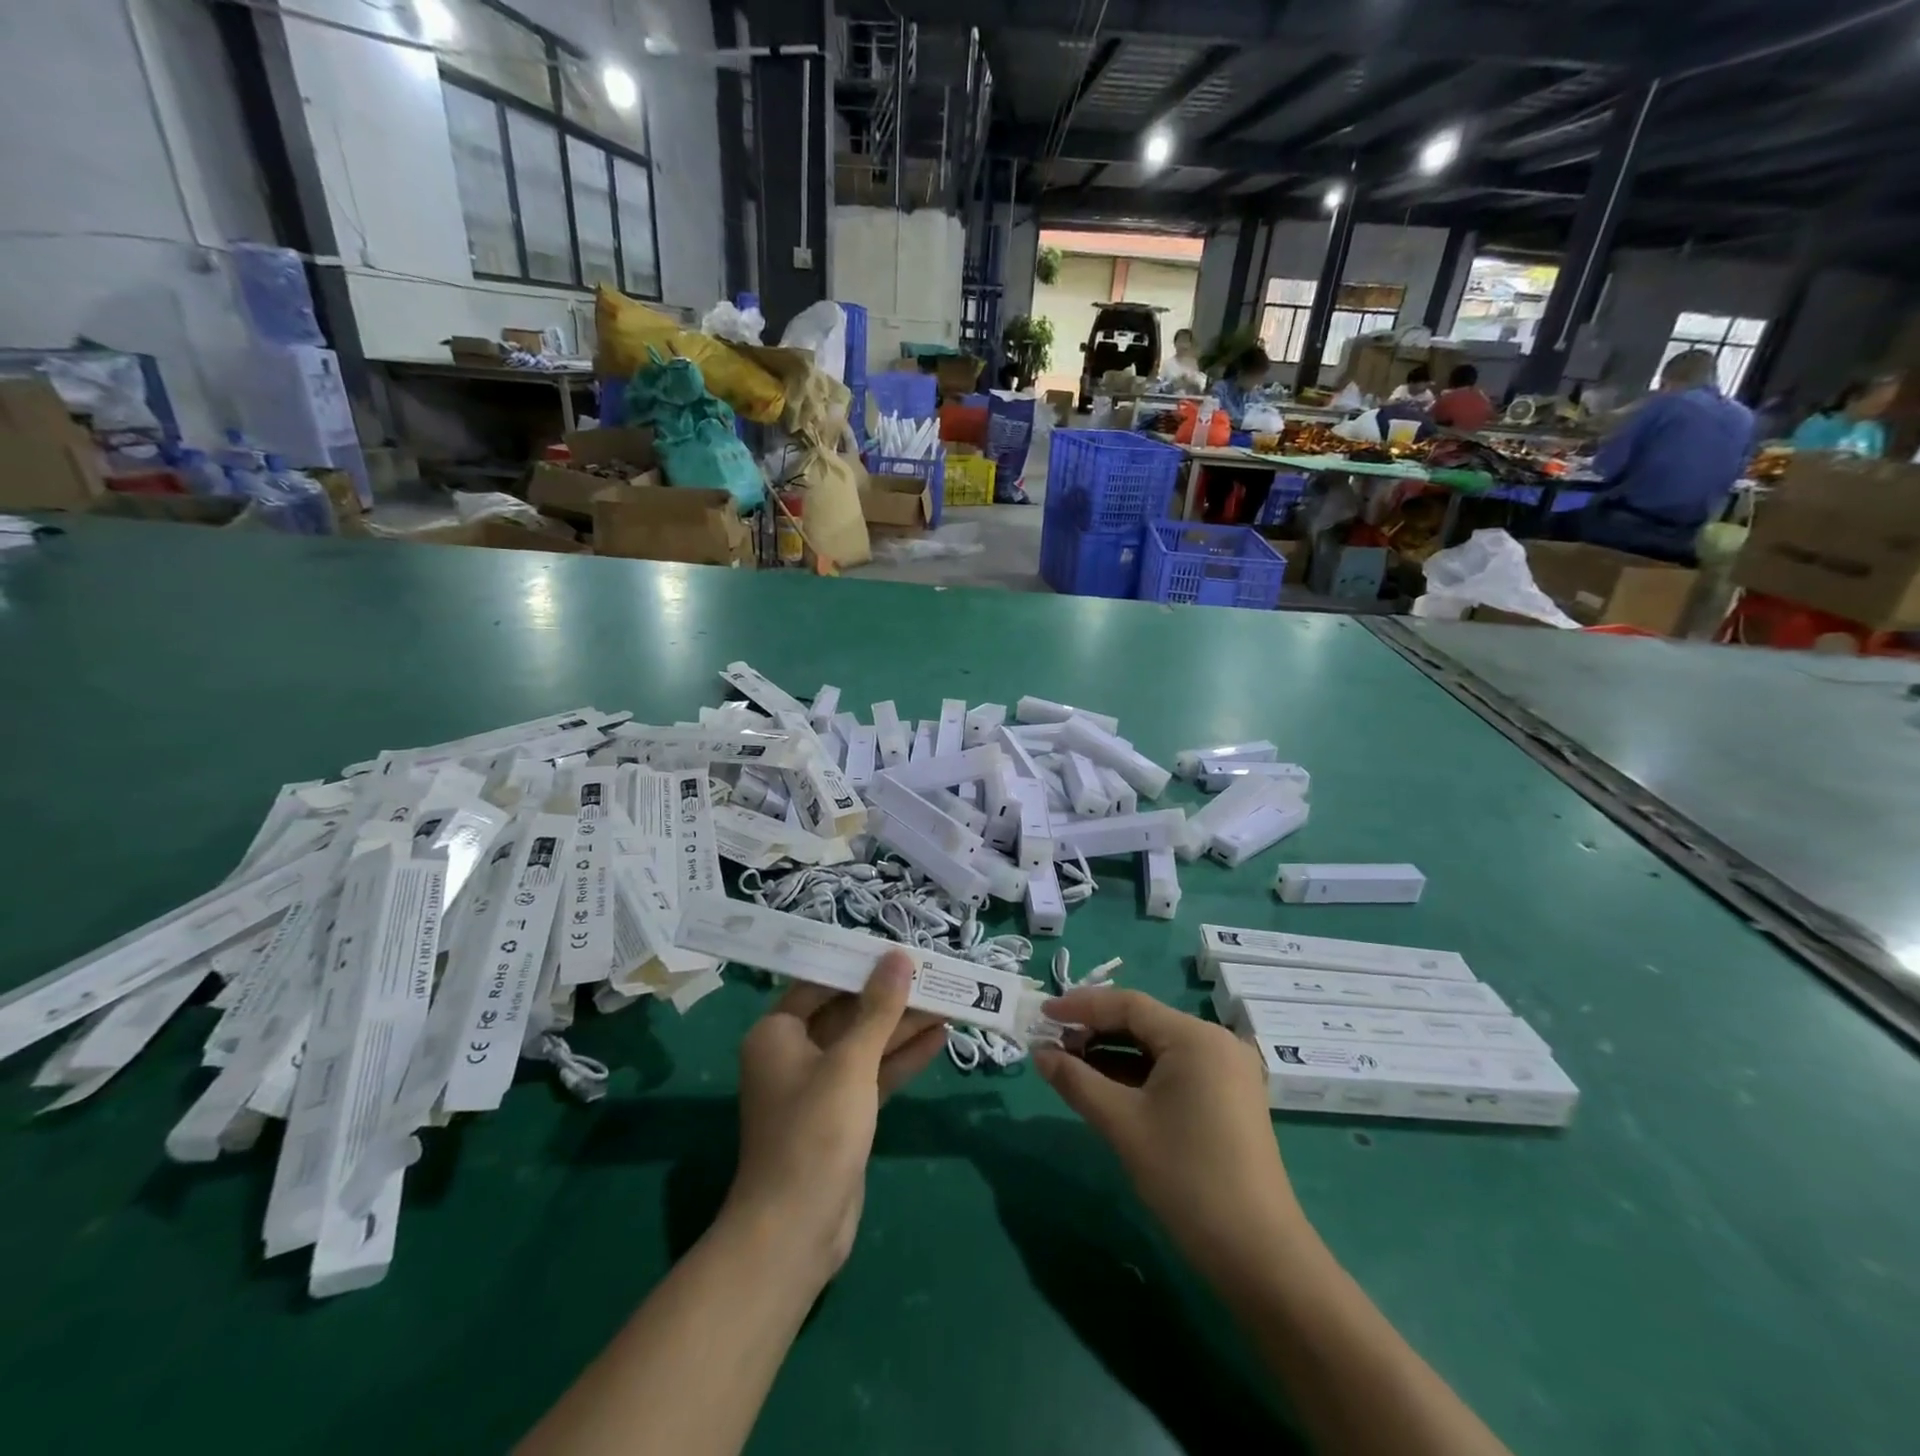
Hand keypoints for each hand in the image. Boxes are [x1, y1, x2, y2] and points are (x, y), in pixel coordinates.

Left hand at [726, 950, 945, 1282]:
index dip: (860, 965)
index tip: (898, 949)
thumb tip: (898, 957)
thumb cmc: (815, 1133)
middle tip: (934, 974)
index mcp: (777, 1033)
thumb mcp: (851, 1063)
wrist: (797, 1231)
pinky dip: (902, 1058)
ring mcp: (820, 1086)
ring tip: (949, 1000)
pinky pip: (874, 1074)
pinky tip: (939, 1038)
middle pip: (848, 1012)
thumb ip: (879, 1009)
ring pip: (866, 1044)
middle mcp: (794, 1053)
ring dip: (904, 1026)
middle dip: (891, 997)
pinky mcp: (842, 1114)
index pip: (821, 982)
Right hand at [1035, 988, 1308, 1287]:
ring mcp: (1226, 1070)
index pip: (1128, 1004)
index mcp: (1196, 1037)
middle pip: (1144, 1022)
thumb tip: (1039, 1054)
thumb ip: (1076, 1081)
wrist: (1259, 1255)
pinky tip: (1105, 1085)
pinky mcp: (1227, 1097)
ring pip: (1157, 1047)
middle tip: (1051, 1043)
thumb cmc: (1187, 1178)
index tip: (1042, 1014)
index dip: (1081, 1006)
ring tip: (1069, 1063)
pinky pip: (1174, 1070)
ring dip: (1114, 1054)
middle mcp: (1215, 1042)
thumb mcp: (1122, 1124)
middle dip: (1095, 1031)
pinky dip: (1138, 1074)